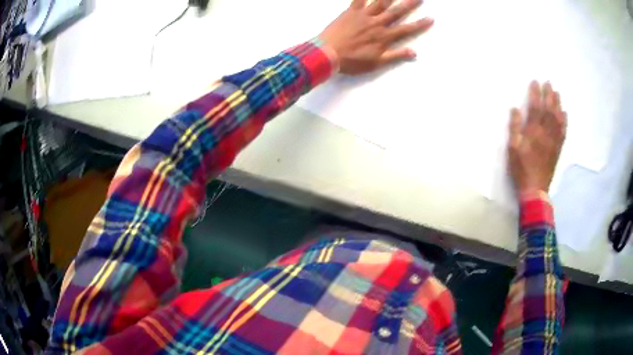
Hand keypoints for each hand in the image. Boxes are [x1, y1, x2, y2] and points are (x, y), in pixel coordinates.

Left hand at [319, 0, 433, 74]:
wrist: (327, 54)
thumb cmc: (352, 61)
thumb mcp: (376, 63)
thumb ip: (395, 56)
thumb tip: (414, 53)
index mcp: (384, 37)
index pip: (406, 29)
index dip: (419, 24)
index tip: (431, 18)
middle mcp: (377, 23)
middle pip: (396, 11)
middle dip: (409, 4)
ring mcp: (364, 16)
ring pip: (380, 2)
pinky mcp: (351, 11)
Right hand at [508, 81, 566, 193]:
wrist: (534, 189)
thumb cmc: (521, 169)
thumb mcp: (512, 149)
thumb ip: (514, 128)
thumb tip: (515, 109)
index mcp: (533, 132)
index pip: (536, 108)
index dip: (536, 94)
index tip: (535, 81)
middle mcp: (545, 133)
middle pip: (549, 110)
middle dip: (549, 95)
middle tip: (549, 83)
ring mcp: (553, 141)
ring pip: (557, 119)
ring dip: (557, 104)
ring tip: (557, 93)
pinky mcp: (557, 149)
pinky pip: (563, 132)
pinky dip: (564, 121)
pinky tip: (564, 113)